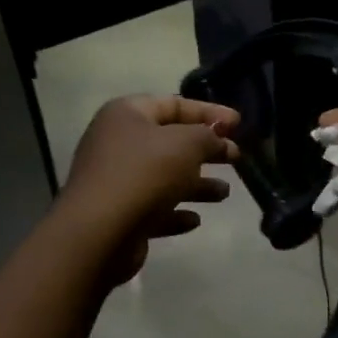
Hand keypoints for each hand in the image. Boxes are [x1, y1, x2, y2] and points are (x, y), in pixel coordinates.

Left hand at [56, 95, 240, 284]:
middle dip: (206, 150)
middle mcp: (118, 143)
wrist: (99, 233)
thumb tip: (219, 140)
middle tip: (236, 158)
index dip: (210, 112)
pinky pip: (154, 209)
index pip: (174, 104)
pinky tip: (195, 220)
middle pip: (170, 141)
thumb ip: (209, 136)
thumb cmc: (145, 174)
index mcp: (127, 115)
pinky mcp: (118, 215)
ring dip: (196, 184)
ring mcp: (116, 181)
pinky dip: (175, 212)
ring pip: (165, 177)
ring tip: (224, 193)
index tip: (239, 124)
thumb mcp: (187, 144)